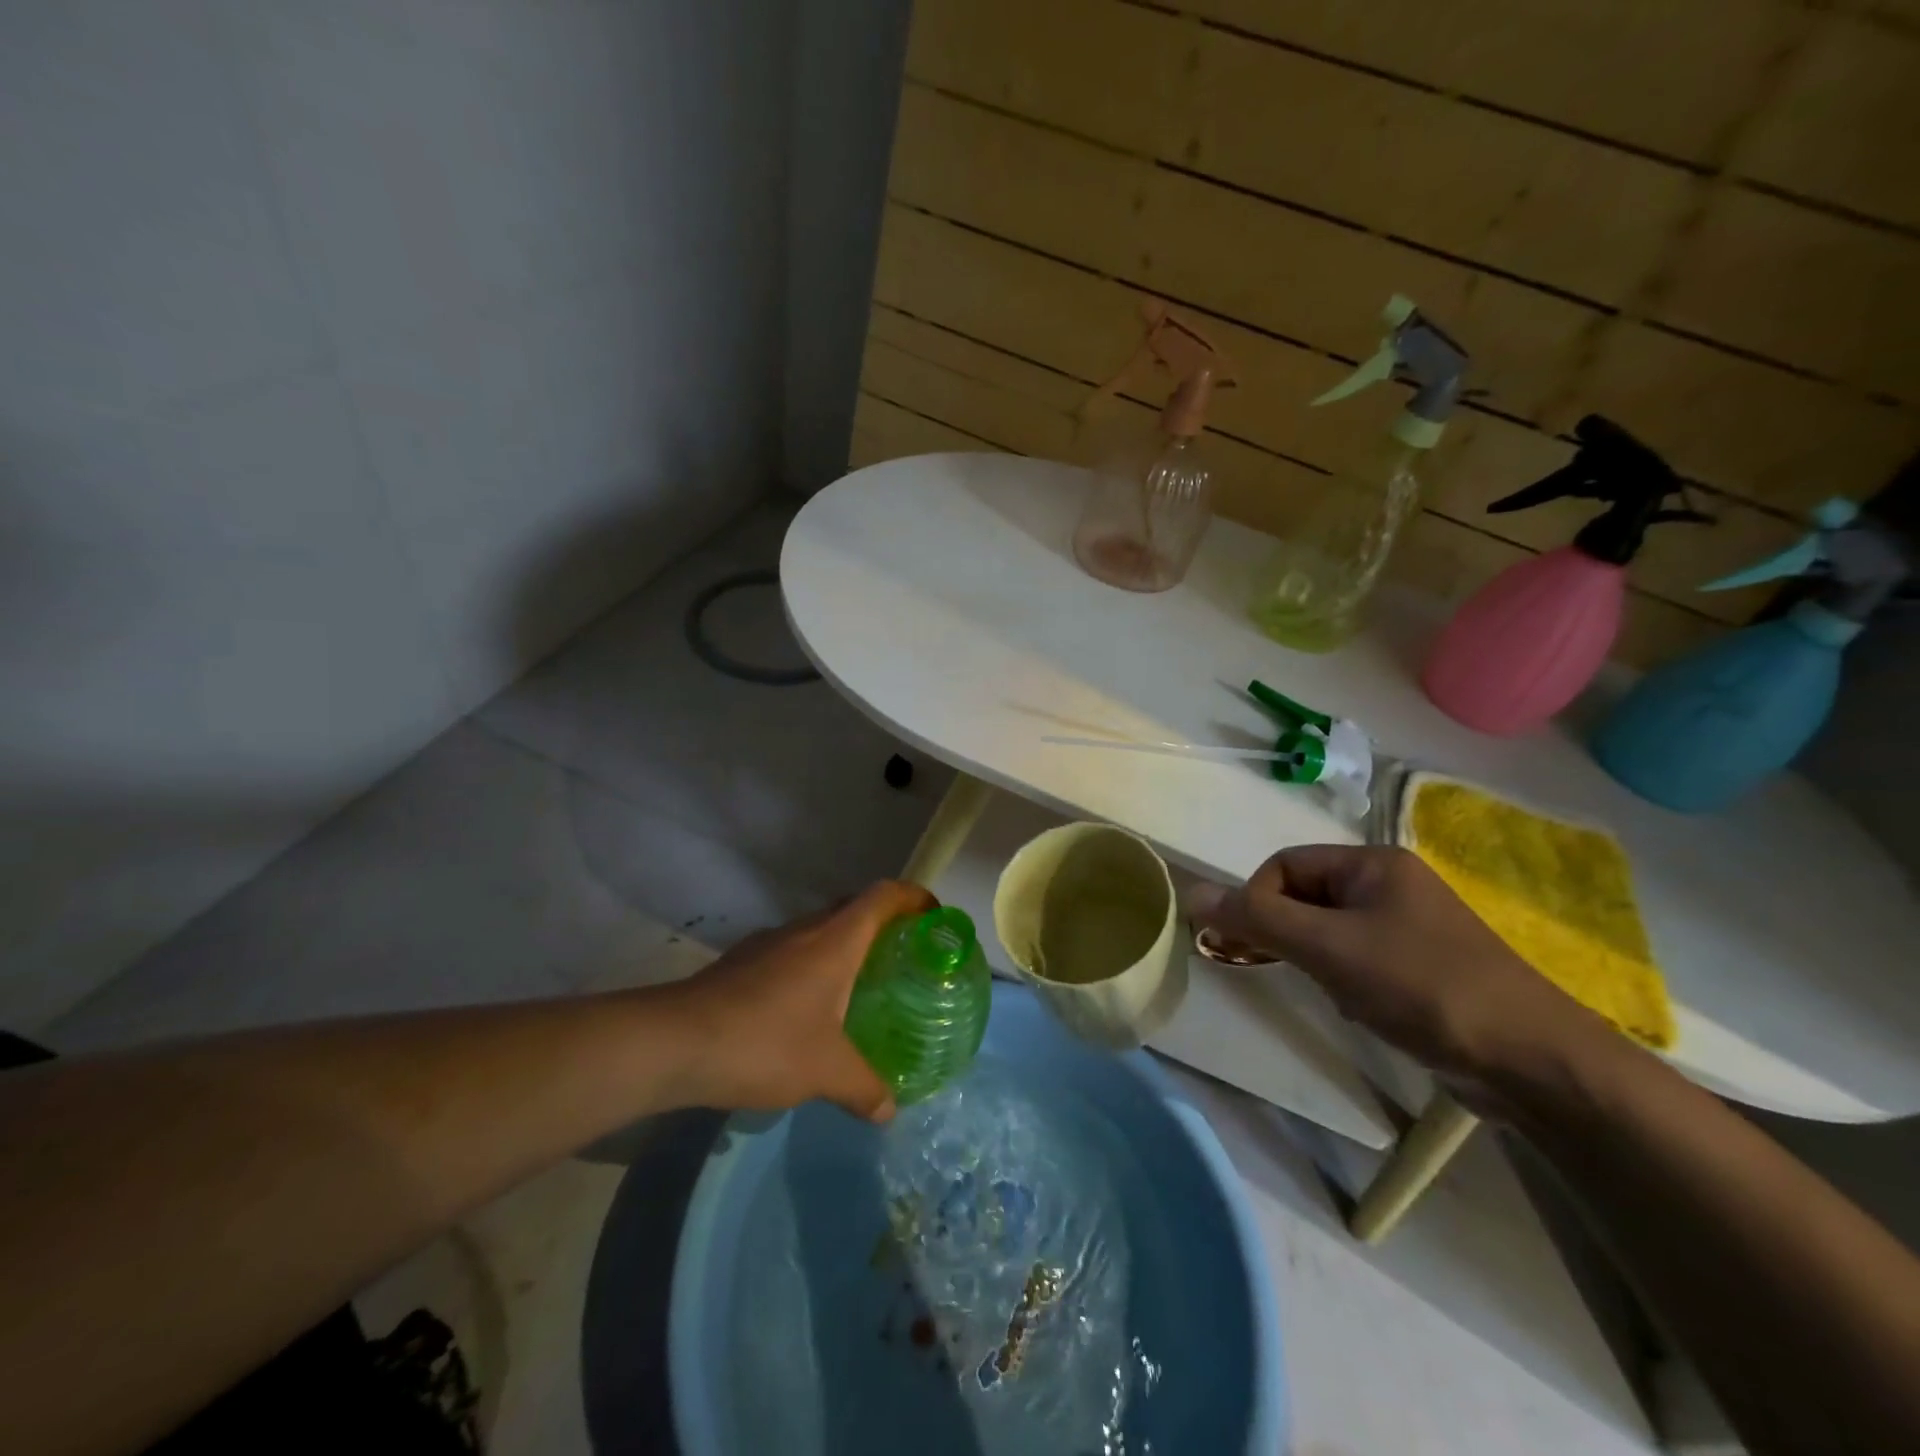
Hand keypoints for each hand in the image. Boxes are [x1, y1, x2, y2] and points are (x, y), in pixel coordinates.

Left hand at [665, 880, 935, 1122]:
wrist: (675, 1043)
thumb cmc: (764, 1042)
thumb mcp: (825, 1072)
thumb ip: (864, 1087)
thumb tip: (888, 1111)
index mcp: (835, 940)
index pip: (883, 896)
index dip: (913, 898)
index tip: (934, 917)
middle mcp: (804, 929)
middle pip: (852, 907)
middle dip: (881, 923)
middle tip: (902, 957)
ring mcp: (768, 942)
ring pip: (818, 930)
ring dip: (842, 946)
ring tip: (856, 986)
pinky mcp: (741, 962)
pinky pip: (790, 951)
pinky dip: (809, 966)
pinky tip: (804, 1010)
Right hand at [1186, 845, 1606, 1110]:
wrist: (1533, 1062)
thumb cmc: (1423, 986)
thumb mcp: (1329, 948)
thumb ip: (1257, 919)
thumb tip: (1191, 894)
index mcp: (1373, 864)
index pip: (1285, 864)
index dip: (1256, 900)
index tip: (1246, 944)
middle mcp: (1391, 885)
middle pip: (1306, 895)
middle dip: (1284, 932)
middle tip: (1269, 968)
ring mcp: (1410, 927)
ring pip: (1329, 930)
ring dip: (1313, 958)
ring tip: (1328, 991)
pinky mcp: (1421, 967)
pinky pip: (1357, 957)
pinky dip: (1342, 978)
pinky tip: (1357, 1007)